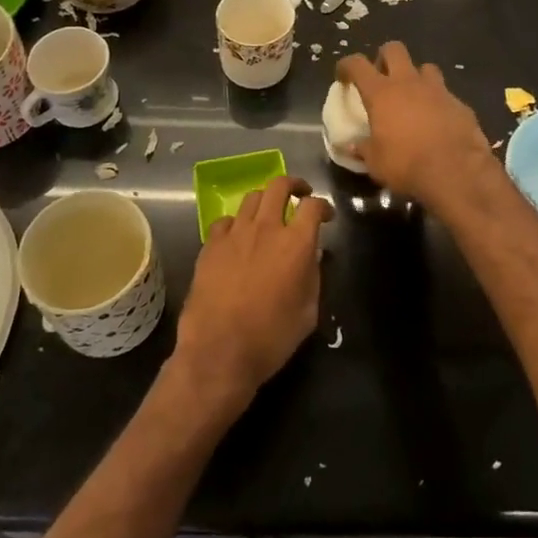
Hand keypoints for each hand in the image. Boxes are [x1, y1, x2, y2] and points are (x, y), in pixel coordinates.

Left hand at [172, 175, 333, 412]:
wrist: (219, 352)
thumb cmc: (271, 338)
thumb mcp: (308, 312)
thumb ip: (313, 276)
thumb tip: (312, 256)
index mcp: (296, 243)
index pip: (313, 205)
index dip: (323, 206)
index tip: (326, 216)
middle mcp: (266, 228)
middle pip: (279, 185)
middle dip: (294, 185)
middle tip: (299, 195)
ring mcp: (235, 234)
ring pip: (252, 198)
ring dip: (265, 201)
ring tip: (268, 214)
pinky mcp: (210, 245)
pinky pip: (226, 221)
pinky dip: (237, 223)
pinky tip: (238, 237)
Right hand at [336, 43, 499, 211]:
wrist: (455, 172)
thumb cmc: (406, 164)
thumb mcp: (376, 162)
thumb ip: (363, 149)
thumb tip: (352, 146)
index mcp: (381, 93)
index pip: (357, 64)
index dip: (347, 65)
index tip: (343, 76)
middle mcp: (408, 83)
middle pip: (394, 49)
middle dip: (384, 58)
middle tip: (381, 78)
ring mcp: (438, 90)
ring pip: (425, 68)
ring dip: (416, 78)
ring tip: (413, 98)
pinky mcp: (460, 104)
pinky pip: (445, 94)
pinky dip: (438, 103)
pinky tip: (438, 122)